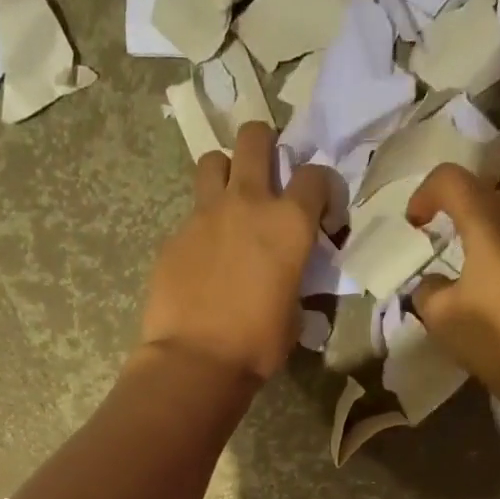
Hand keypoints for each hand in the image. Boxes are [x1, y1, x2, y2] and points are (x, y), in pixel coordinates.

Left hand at [138, 122, 338, 383]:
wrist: (195, 360)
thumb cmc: (256, 345)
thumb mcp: (294, 314)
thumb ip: (294, 281)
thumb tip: (287, 280)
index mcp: (289, 223)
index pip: (317, 175)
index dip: (325, 189)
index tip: (323, 214)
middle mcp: (247, 203)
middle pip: (255, 138)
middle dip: (265, 144)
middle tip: (268, 172)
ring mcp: (204, 215)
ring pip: (213, 161)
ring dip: (225, 172)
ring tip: (230, 201)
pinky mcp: (174, 235)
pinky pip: (191, 214)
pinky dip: (202, 225)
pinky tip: (203, 256)